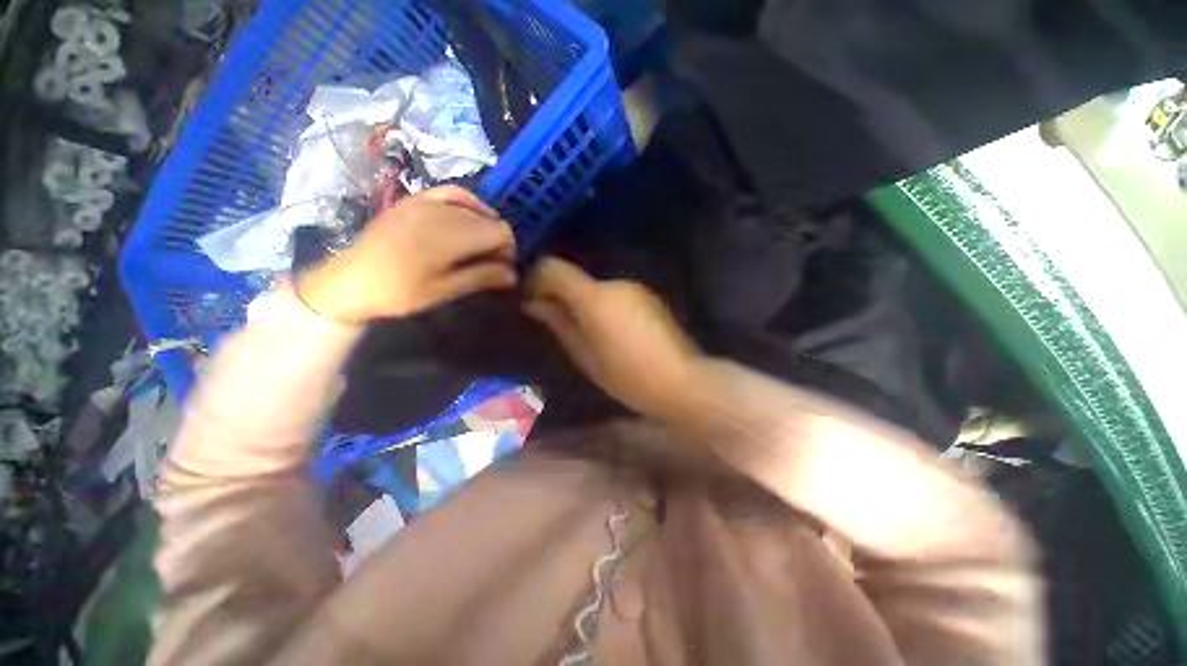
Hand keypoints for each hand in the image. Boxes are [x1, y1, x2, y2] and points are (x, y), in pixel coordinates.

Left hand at [297, 187, 516, 322]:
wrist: (350, 281)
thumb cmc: (399, 292)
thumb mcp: (444, 290)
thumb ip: (481, 277)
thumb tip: (513, 275)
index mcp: (451, 236)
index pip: (501, 232)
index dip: (508, 250)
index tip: (501, 269)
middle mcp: (442, 212)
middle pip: (490, 220)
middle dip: (497, 241)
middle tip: (490, 264)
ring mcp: (426, 202)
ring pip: (474, 207)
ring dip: (484, 225)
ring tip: (478, 246)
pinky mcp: (414, 200)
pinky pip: (451, 193)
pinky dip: (467, 203)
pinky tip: (467, 216)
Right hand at [524, 257, 703, 417]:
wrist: (681, 381)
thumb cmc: (627, 376)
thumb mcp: (585, 355)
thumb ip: (559, 323)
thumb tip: (536, 304)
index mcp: (594, 298)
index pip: (554, 269)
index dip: (537, 279)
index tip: (532, 300)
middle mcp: (614, 283)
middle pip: (576, 279)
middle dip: (561, 296)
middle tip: (556, 323)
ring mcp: (635, 288)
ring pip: (596, 288)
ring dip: (584, 303)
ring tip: (588, 334)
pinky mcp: (648, 297)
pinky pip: (615, 296)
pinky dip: (604, 307)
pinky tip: (611, 332)